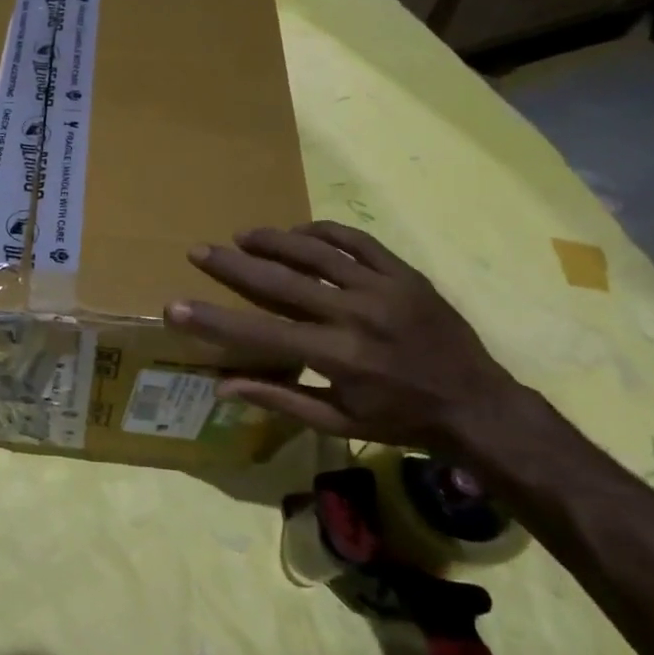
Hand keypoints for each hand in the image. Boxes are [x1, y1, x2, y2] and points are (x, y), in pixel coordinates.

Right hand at [165, 219, 524, 451]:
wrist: (478, 404)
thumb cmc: (400, 421)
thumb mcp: (338, 421)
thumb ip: (279, 399)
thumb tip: (222, 386)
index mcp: (337, 357)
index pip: (261, 335)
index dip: (214, 322)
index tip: (175, 307)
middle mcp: (356, 316)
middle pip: (281, 283)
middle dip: (233, 266)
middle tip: (199, 251)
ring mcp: (384, 289)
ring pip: (317, 253)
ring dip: (274, 241)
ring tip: (241, 235)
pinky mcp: (405, 274)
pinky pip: (357, 242)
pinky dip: (323, 233)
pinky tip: (299, 233)